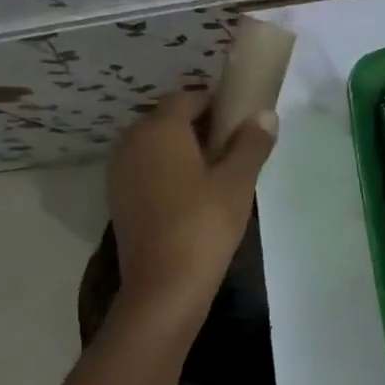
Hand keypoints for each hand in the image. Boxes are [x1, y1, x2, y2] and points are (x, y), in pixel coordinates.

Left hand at [106, 91, 276, 325]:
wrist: (164, 286)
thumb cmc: (204, 224)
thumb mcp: (237, 181)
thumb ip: (252, 143)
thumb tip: (265, 114)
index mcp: (159, 129)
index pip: (188, 97)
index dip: (218, 104)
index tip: (244, 122)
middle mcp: (131, 142)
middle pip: (169, 119)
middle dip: (201, 126)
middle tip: (236, 148)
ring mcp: (120, 172)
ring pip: (156, 145)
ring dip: (185, 150)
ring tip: (219, 173)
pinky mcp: (119, 199)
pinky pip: (147, 169)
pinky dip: (168, 171)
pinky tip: (194, 195)